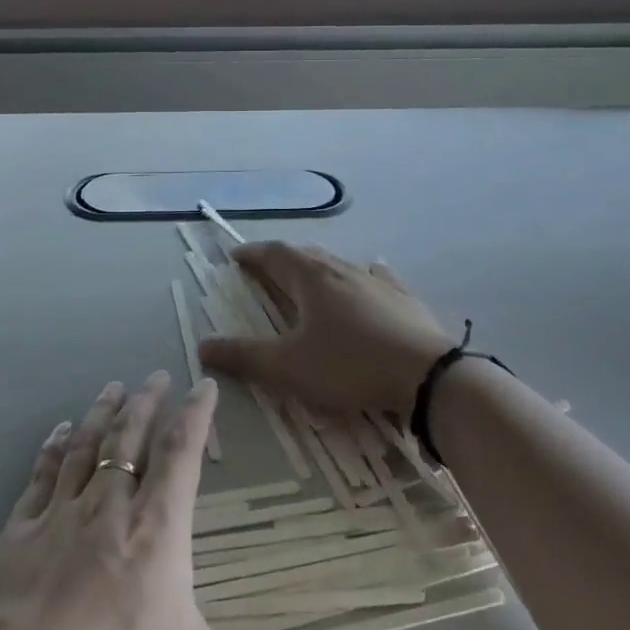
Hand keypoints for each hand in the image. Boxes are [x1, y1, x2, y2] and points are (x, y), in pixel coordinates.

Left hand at [0, 371, 369, 629]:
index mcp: (156, 534)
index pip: (180, 455)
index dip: (195, 416)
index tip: (204, 386)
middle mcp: (106, 512)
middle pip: (130, 438)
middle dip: (147, 402)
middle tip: (156, 375)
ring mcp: (55, 520)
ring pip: (85, 448)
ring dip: (102, 413)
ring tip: (113, 387)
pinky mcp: (15, 538)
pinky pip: (40, 477)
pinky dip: (54, 448)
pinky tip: (59, 433)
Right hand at [198, 243, 451, 416]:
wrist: (427, 376)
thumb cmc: (349, 366)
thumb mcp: (288, 368)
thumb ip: (244, 357)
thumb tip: (202, 347)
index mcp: (311, 280)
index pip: (275, 254)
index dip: (253, 254)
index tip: (236, 257)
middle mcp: (342, 270)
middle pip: (306, 254)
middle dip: (282, 258)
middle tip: (266, 267)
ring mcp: (376, 281)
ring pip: (339, 264)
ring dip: (317, 266)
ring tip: (308, 275)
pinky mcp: (403, 298)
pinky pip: (377, 276)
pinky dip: (362, 274)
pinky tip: (371, 273)